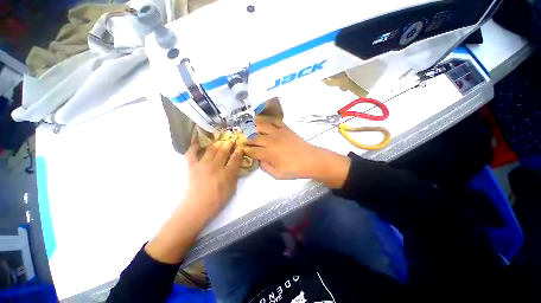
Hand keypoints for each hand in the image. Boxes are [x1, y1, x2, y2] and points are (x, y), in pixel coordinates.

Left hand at [183, 138, 242, 221]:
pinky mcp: (192, 166)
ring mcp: (202, 165)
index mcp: (227, 173)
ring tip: (220, 141)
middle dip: (229, 143)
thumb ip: (234, 176)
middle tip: (232, 140)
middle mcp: (215, 166)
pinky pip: (192, 153)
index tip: (240, 147)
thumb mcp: (232, 189)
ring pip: (211, 149)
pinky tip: (198, 143)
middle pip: (223, 150)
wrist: (197, 207)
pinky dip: (194, 146)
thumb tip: (236, 165)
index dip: (239, 151)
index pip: (235, 158)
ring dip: (217, 143)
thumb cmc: (217, 200)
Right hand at [245, 117, 350, 188]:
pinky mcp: (286, 129)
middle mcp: (271, 140)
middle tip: (245, 141)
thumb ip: (265, 167)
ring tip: (253, 131)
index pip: (252, 150)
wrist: (311, 160)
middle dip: (247, 139)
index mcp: (268, 153)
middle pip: (254, 137)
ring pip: (261, 126)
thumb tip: (259, 160)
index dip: (246, 150)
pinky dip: (269, 121)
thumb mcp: (278, 174)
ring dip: (254, 128)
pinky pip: (275, 121)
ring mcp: (278, 133)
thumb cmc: (295, 169)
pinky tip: (266, 124)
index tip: (244, 150)